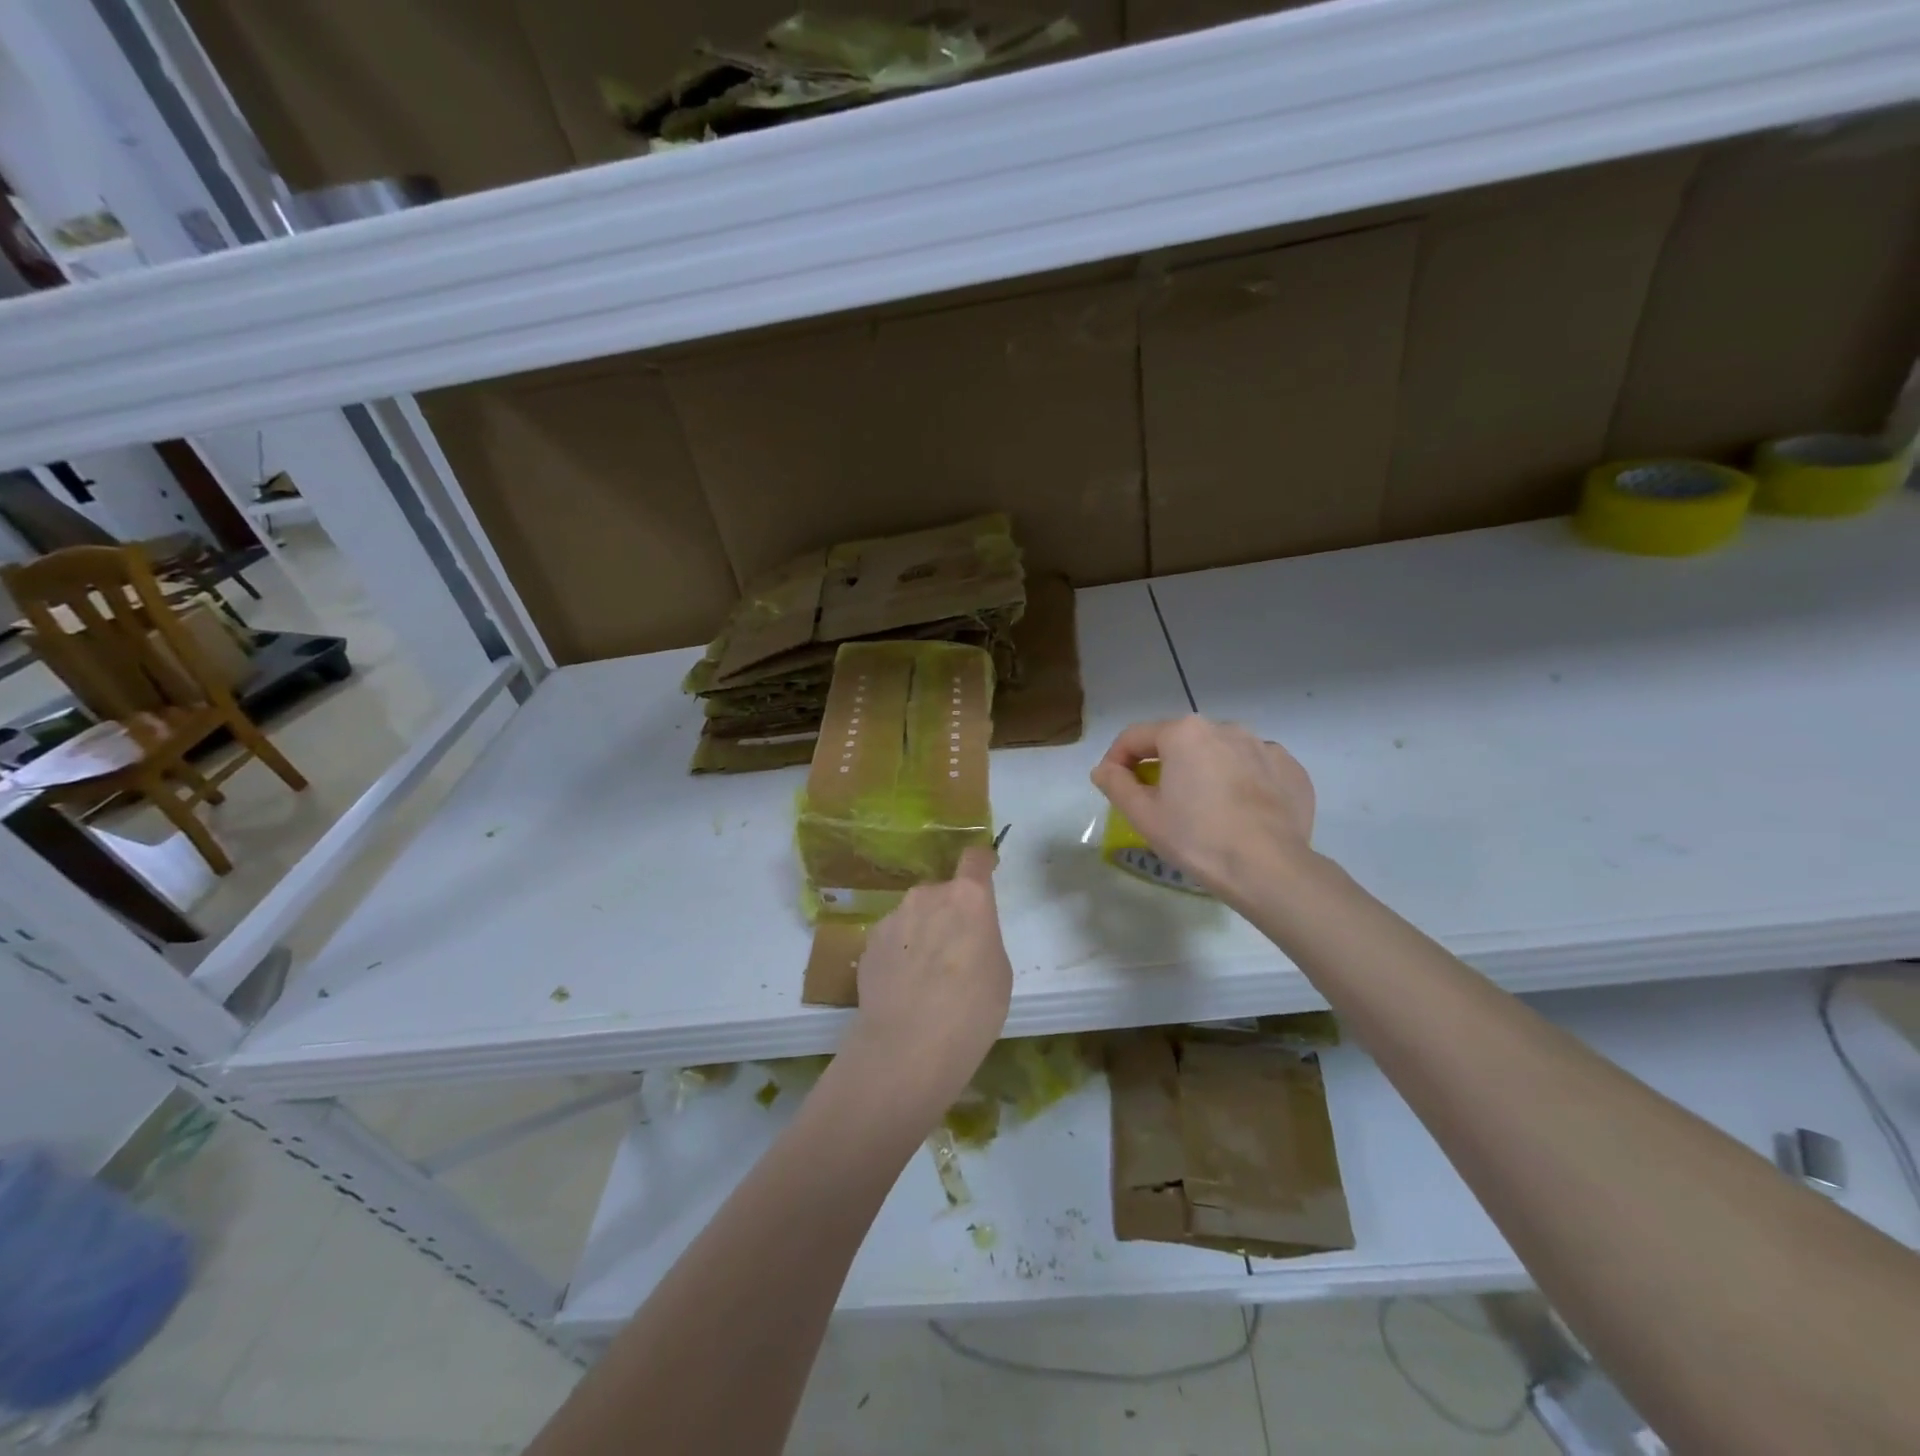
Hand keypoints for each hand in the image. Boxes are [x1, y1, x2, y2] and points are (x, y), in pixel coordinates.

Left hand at [842, 847, 1012, 1124]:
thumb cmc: (971, 1011)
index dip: (981, 863)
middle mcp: (927, 895)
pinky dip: (899, 952)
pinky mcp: (869, 941)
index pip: (975, 859)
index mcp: (969, 898)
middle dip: (950, 912)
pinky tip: (901, 987)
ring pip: (915, 914)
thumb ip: (982, 937)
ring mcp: (893, 916)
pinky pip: (892, 937)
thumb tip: (964, 935)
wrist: (906, 1047)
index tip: (985, 869)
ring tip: (924, 976)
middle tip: (955, 951)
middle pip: (943, 891)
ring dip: (922, 931)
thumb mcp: (998, 972)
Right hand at [1091, 714, 1316, 907]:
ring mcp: (1263, 746)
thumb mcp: (1143, 815)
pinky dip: (1241, 782)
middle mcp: (1225, 727)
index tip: (1113, 785)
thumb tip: (1104, 769)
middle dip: (1163, 764)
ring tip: (1203, 808)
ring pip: (1219, 753)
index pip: (1135, 736)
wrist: (1269, 868)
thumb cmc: (1197, 838)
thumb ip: (1116, 784)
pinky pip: (1254, 768)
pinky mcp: (1291, 769)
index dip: (1116, 759)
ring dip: (1204, 771)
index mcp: (1184, 733)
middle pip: (1180, 741)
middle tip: (1158, 801)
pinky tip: (1240, 812)